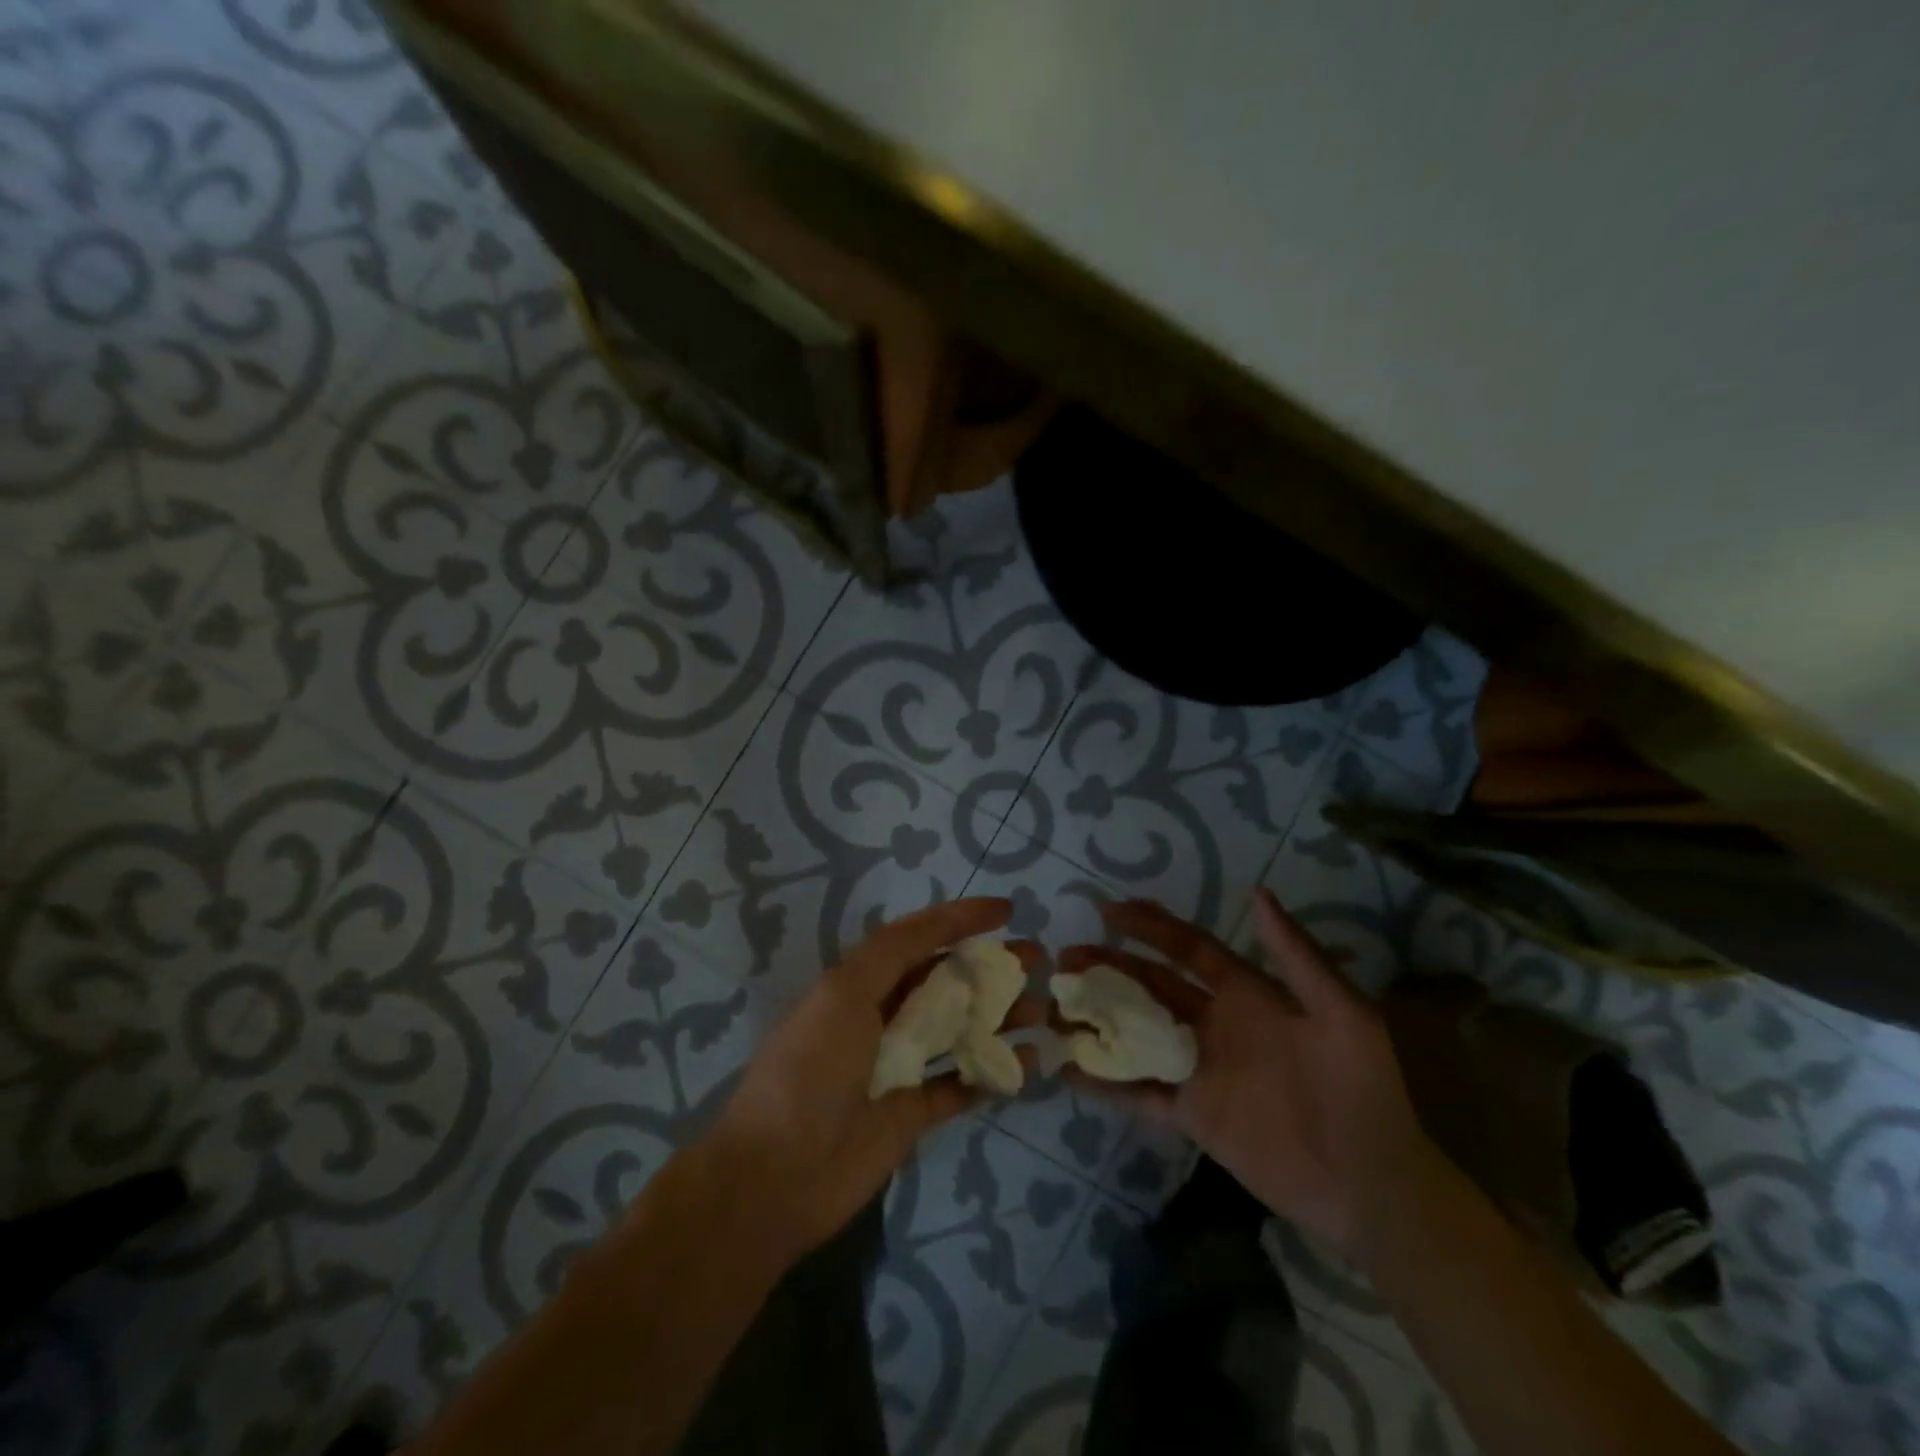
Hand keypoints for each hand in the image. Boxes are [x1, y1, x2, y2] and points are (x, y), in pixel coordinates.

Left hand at [705, 898, 1043, 1266]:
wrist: (776, 1176)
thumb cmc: (809, 1069)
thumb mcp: (843, 992)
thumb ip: (892, 953)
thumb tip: (942, 922)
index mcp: (860, 984)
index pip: (918, 938)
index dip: (960, 919)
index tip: (1006, 911)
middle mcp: (882, 1018)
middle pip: (946, 983)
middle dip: (991, 967)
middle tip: (1037, 959)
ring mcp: (899, 1067)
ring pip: (960, 1031)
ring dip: (1000, 1017)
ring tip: (1041, 1011)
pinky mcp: (912, 1114)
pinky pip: (960, 1085)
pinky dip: (993, 1073)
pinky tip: (1029, 1063)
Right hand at [1061, 891, 1435, 1257]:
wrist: (1372, 1185)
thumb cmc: (1360, 1090)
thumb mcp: (1342, 1014)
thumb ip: (1296, 956)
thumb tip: (1257, 892)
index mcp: (1247, 994)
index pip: (1189, 949)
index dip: (1152, 927)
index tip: (1109, 911)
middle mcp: (1215, 1023)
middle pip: (1152, 985)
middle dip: (1110, 967)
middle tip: (1066, 957)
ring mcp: (1200, 1069)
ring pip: (1138, 1032)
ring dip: (1100, 1017)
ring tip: (1057, 1005)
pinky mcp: (1193, 1114)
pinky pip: (1141, 1093)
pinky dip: (1106, 1081)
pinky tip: (1071, 1070)